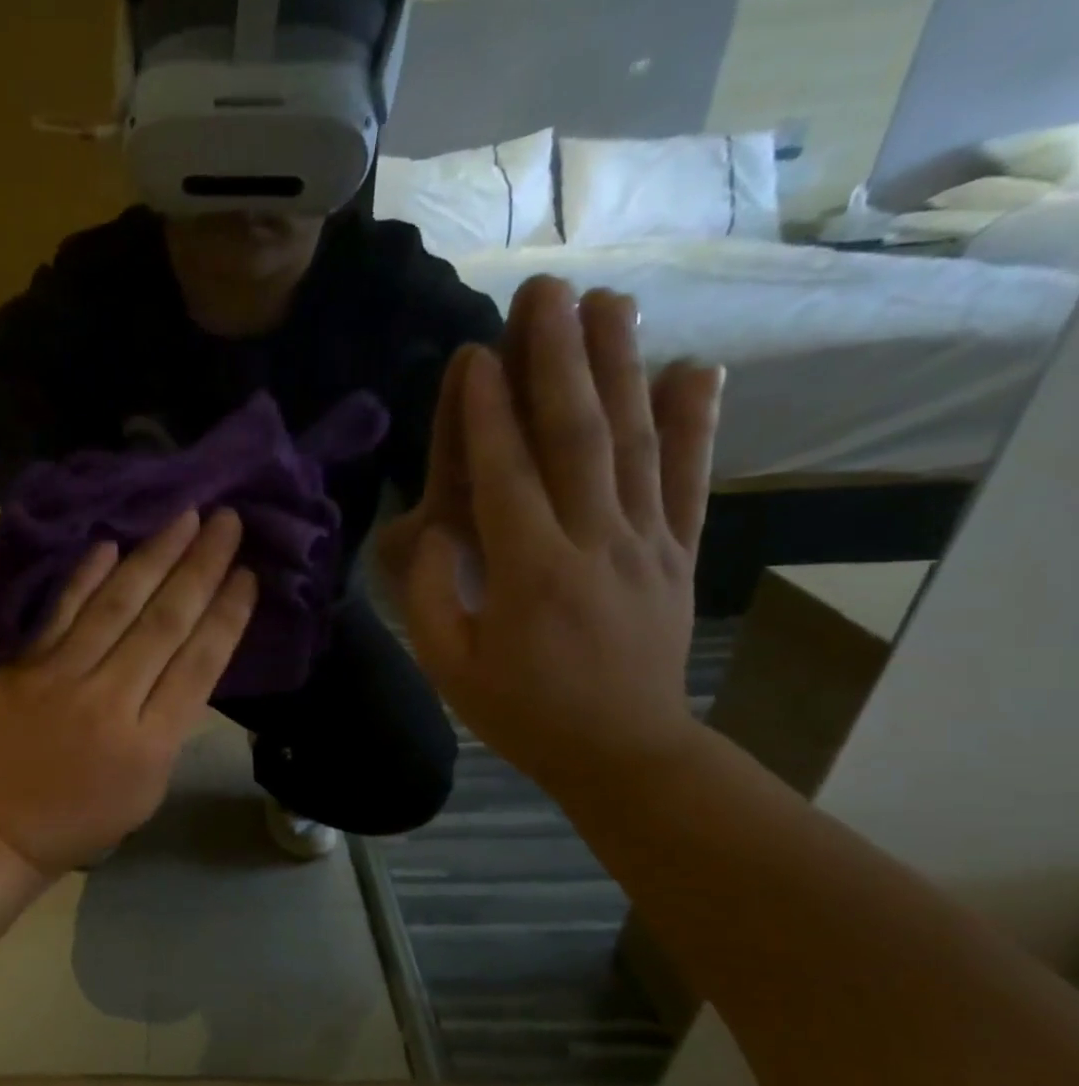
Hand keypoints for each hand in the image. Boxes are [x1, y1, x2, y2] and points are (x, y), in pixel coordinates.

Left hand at [0, 510, 257, 873]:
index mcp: (150, 743)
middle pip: (164, 623)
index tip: (249, 573)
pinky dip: (87, 576)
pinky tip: (113, 542)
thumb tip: (190, 653)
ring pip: (116, 606)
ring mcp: (59, 680)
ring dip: (154, 556)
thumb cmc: (89, 816)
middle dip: (201, 568)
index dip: (228, 614)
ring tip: (185, 517)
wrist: (4, 827)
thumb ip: (172, 720)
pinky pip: (60, 612)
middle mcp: (109, 702)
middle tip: (227, 521)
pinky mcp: (20, 667)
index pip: (199, 663)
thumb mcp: (152, 783)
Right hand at [381, 277, 723, 793]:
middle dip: (557, 359)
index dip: (485, 414)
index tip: (474, 354)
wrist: (623, 751)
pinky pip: (688, 478)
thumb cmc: (522, 713)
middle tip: (544, 293)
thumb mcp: (450, 667)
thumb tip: (432, 529)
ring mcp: (646, 542)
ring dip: (620, 367)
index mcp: (530, 574)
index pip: (505, 476)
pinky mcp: (678, 552)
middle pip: (577, 436)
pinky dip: (694, 422)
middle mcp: (594, 542)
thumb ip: (432, 596)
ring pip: (633, 441)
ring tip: (608, 303)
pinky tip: (692, 370)